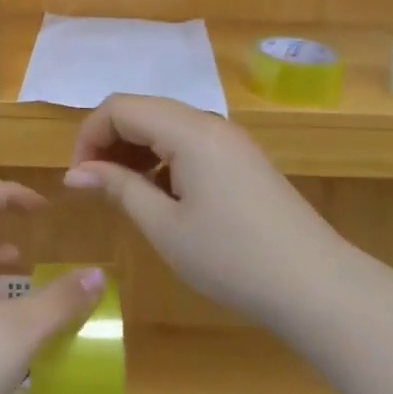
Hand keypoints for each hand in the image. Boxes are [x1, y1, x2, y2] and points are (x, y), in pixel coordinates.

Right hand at [64, 95, 340, 323]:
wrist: (316, 286)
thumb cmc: (231, 258)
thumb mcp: (164, 226)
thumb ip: (118, 188)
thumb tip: (75, 173)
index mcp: (189, 131)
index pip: (120, 107)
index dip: (89, 136)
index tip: (80, 179)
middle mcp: (210, 123)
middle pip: (143, 110)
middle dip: (109, 141)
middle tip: (96, 187)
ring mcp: (230, 140)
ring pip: (166, 126)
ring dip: (135, 150)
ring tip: (125, 194)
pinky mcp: (242, 159)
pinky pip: (190, 143)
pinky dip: (163, 159)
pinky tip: (162, 196)